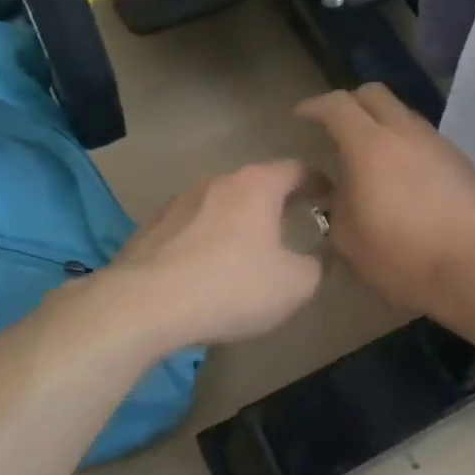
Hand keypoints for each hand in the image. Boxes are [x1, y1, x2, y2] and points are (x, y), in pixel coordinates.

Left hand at [106, 161, 324, 350]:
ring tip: (247, 250)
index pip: (297, 169)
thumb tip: (314, 260)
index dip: (319, 182)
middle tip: (294, 223)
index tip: (331, 198)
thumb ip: (315, 267)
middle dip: (277, 202)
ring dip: (237, 221)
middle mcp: (216, 182)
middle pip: (256, 184)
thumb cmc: (231, 287)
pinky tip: (205, 268)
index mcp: (256, 185)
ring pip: (219, 205)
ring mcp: (178, 202)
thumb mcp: (294, 286)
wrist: (144, 305)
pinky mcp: (150, 227)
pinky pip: (190, 228)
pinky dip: (205, 240)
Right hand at [294, 84, 474, 324]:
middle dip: (350, 103)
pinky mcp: (462, 161)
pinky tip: (403, 176)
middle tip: (335, 125)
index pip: (336, 106)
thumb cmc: (405, 256)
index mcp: (370, 145)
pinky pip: (424, 139)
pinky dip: (406, 146)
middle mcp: (405, 132)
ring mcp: (438, 143)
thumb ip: (338, 207)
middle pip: (374, 95)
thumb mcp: (350, 241)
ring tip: (370, 155)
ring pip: (403, 115)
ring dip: (382, 124)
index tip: (301, 116)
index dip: (314, 106)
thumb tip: (342, 194)